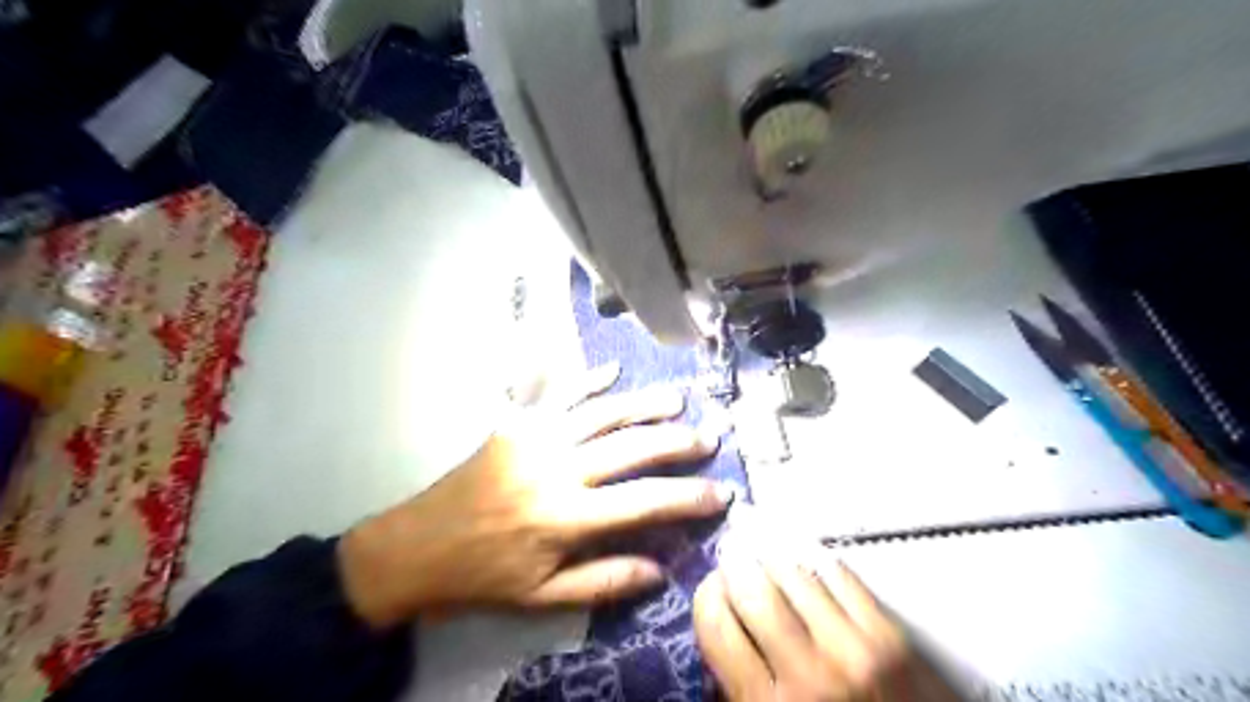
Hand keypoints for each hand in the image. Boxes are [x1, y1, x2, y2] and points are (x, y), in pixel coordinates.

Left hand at [339, 365, 733, 628]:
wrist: (417, 547)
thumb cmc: (483, 576)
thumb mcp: (543, 597)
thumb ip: (605, 581)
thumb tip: (662, 571)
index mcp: (566, 518)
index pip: (644, 503)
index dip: (688, 498)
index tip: (722, 493)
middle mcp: (557, 469)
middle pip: (630, 447)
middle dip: (676, 442)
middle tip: (709, 438)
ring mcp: (536, 438)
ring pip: (602, 413)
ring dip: (644, 404)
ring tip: (678, 400)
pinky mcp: (516, 424)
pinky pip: (559, 394)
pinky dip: (589, 380)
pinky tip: (613, 370)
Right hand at [694, 555, 963, 698]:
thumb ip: (737, 683)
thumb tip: (719, 620)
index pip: (716, 623)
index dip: (707, 595)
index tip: (713, 588)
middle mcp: (807, 675)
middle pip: (752, 589)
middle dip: (736, 568)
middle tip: (736, 564)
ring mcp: (853, 650)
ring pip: (794, 572)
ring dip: (773, 560)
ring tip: (769, 560)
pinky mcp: (890, 635)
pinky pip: (838, 573)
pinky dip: (815, 560)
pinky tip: (806, 563)